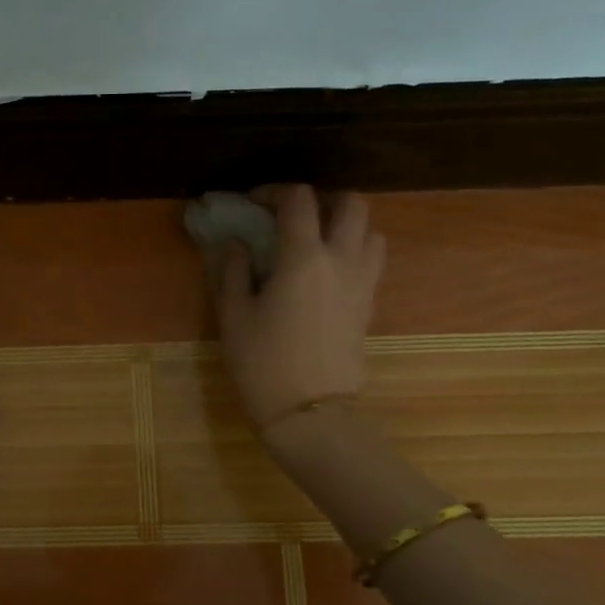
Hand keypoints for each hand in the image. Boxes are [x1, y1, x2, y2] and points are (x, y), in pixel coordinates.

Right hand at [206, 185, 385, 431]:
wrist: (310, 413)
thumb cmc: (263, 363)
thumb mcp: (233, 316)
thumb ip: (233, 270)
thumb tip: (237, 244)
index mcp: (303, 258)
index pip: (298, 200)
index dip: (273, 191)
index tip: (253, 203)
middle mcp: (342, 260)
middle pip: (351, 204)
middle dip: (322, 200)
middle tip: (294, 216)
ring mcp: (363, 283)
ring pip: (371, 231)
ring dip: (345, 226)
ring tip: (316, 242)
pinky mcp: (369, 305)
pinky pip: (371, 261)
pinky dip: (353, 252)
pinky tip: (326, 273)